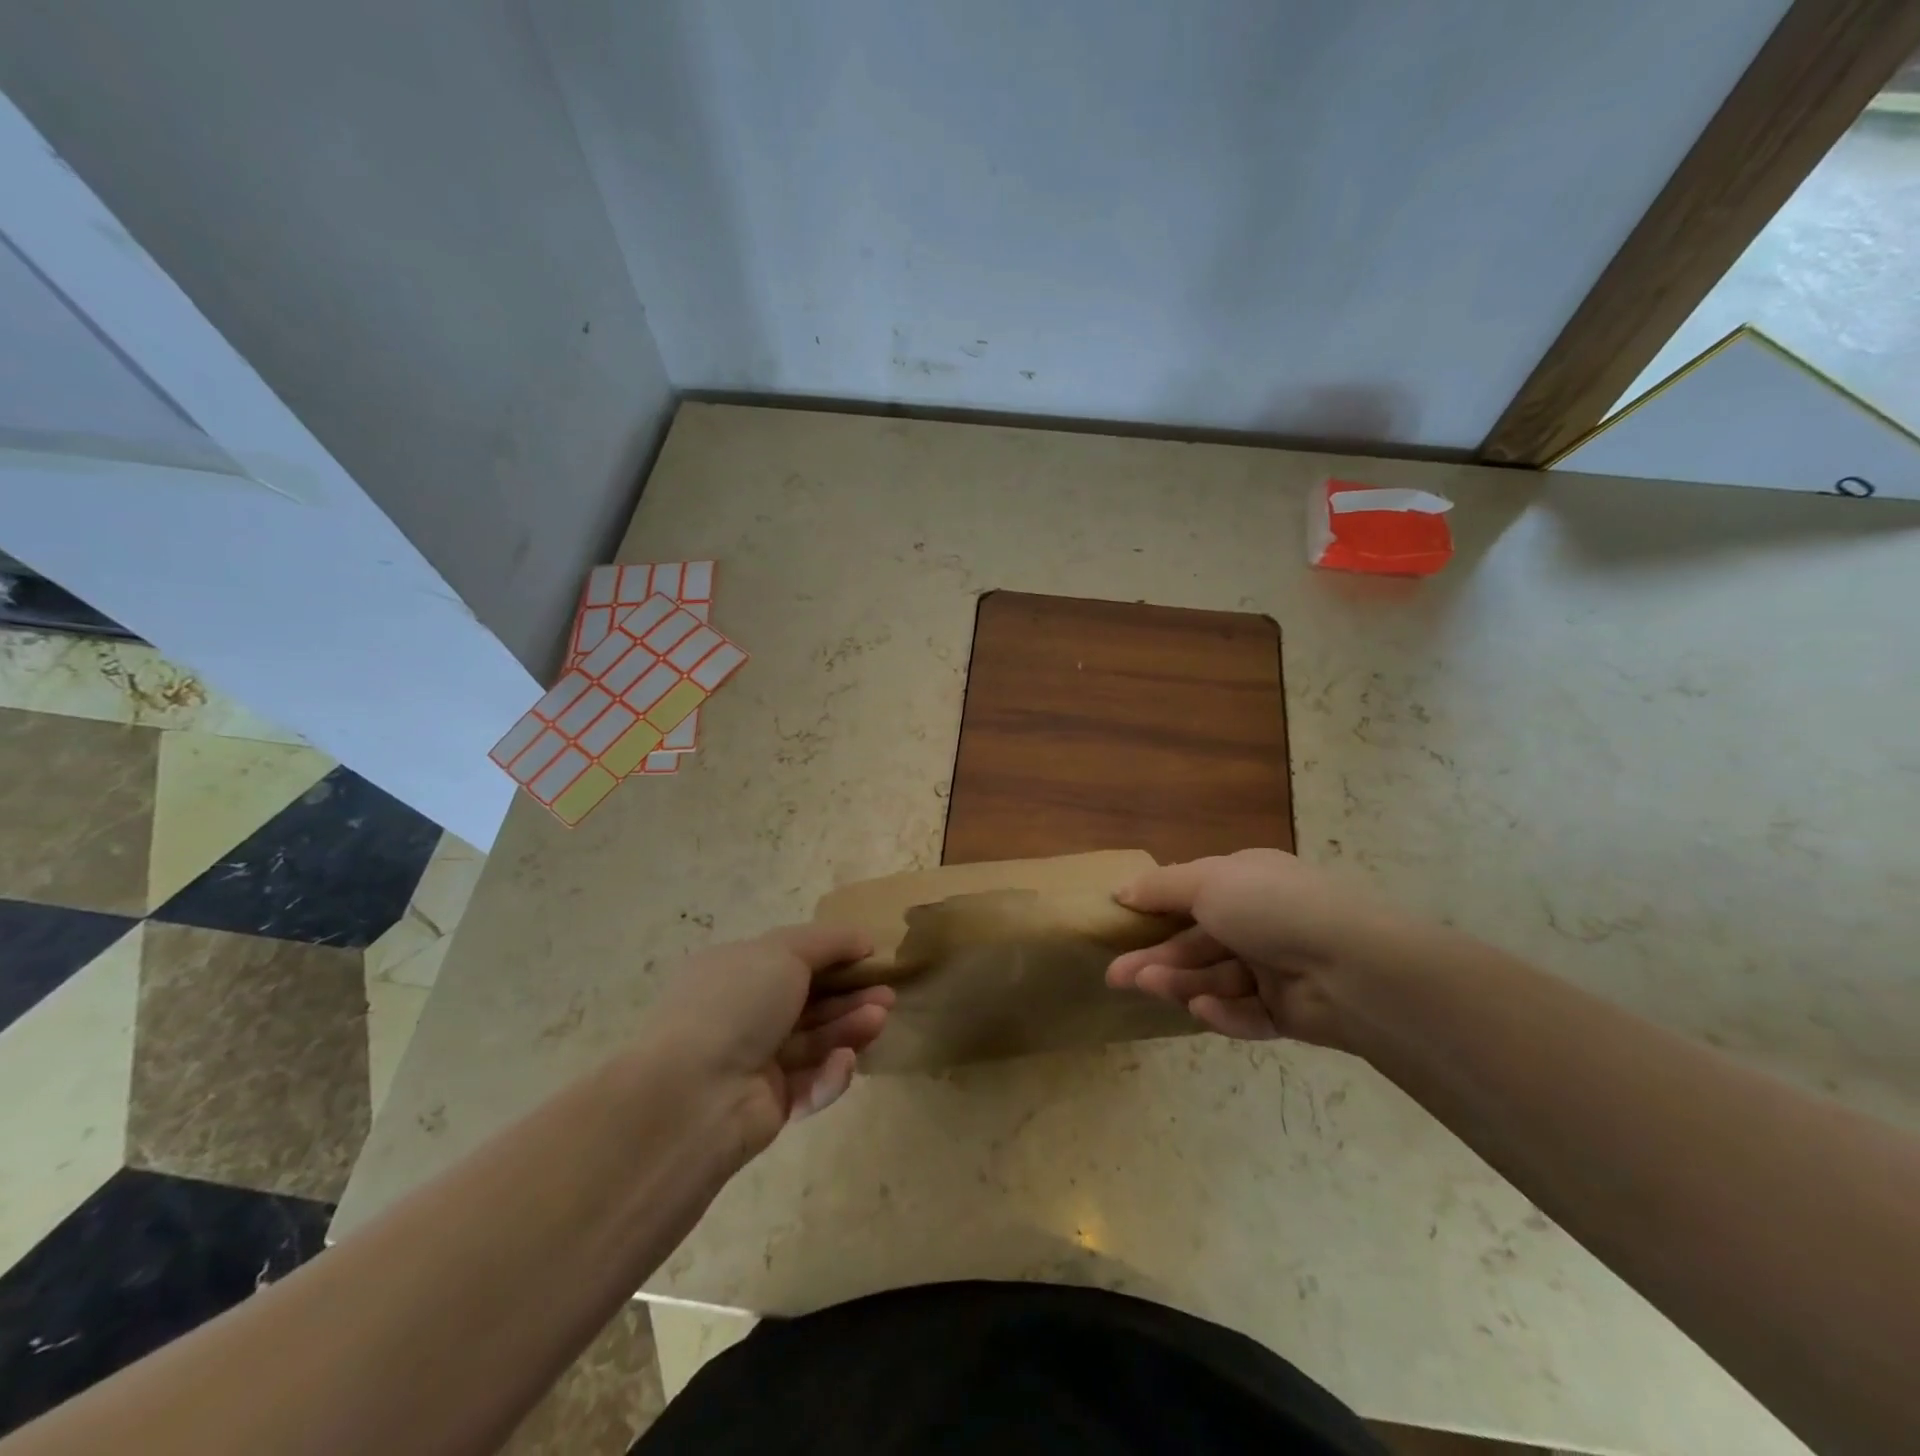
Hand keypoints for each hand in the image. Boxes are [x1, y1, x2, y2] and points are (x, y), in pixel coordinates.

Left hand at [641, 925, 892, 1158]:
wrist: (693, 1097)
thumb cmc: (735, 1005)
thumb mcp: (783, 952)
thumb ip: (827, 942)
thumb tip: (862, 938)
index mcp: (733, 972)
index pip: (791, 959)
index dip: (832, 957)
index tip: (870, 956)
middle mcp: (741, 1015)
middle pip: (808, 1002)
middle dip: (850, 996)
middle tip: (887, 994)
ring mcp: (754, 1063)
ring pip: (814, 1041)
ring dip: (848, 1028)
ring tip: (880, 1019)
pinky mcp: (768, 1107)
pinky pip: (809, 1084)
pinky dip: (829, 1073)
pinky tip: (844, 1062)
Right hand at [1106, 849, 1402, 1048]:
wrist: (1353, 967)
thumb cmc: (1272, 908)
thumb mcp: (1207, 882)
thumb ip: (1161, 888)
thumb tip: (1120, 890)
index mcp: (1246, 883)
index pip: (1192, 896)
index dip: (1156, 912)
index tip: (1122, 926)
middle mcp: (1259, 922)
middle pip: (1197, 943)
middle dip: (1156, 958)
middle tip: (1116, 977)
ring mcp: (1275, 968)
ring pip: (1215, 978)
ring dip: (1182, 983)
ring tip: (1151, 988)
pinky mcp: (1288, 1011)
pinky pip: (1245, 1012)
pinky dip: (1224, 1011)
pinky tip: (1205, 1009)